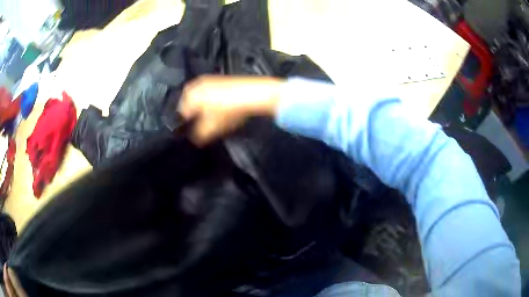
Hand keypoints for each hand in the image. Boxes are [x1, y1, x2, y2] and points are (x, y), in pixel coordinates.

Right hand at [178, 75, 282, 144]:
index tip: (192, 132)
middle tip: (202, 126)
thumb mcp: (211, 128)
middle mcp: (195, 85)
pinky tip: (220, 108)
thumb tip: (194, 138)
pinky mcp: (219, 79)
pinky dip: (210, 101)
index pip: (180, 114)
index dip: (185, 126)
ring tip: (212, 118)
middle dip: (193, 116)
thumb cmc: (228, 110)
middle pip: (188, 105)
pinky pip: (209, 93)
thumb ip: (198, 135)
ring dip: (202, 108)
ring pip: (199, 98)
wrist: (251, 94)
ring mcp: (208, 80)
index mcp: (189, 96)